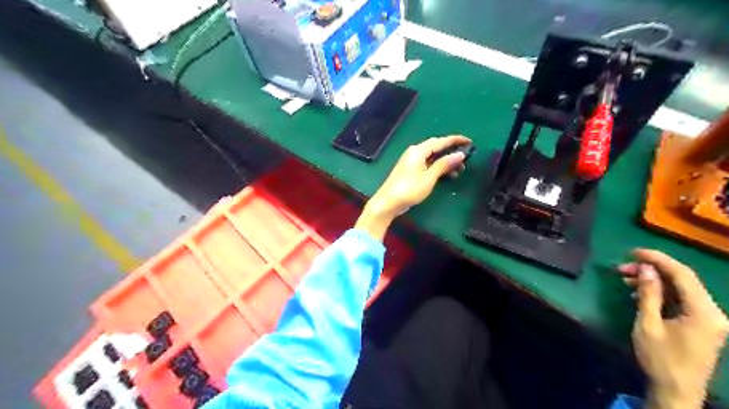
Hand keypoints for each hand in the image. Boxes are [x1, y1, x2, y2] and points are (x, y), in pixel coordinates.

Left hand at [355, 135, 470, 240]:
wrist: (387, 202)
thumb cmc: (409, 190)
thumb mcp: (429, 178)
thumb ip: (444, 165)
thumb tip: (460, 154)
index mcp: (418, 150)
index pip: (440, 141)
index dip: (455, 140)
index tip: (470, 142)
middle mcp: (414, 152)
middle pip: (436, 147)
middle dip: (451, 151)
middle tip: (466, 157)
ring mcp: (411, 161)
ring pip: (432, 157)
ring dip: (446, 161)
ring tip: (460, 170)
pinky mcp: (410, 170)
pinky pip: (427, 164)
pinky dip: (438, 167)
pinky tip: (447, 175)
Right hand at [621, 249, 728, 407]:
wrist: (677, 391)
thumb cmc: (660, 359)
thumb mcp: (648, 324)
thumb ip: (649, 294)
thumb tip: (645, 268)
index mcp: (704, 312)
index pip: (683, 275)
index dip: (657, 259)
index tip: (632, 252)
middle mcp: (713, 312)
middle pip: (683, 280)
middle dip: (651, 270)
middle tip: (621, 268)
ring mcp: (710, 319)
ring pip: (681, 289)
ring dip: (654, 281)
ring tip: (625, 279)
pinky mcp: (703, 324)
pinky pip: (682, 300)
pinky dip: (661, 293)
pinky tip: (639, 293)